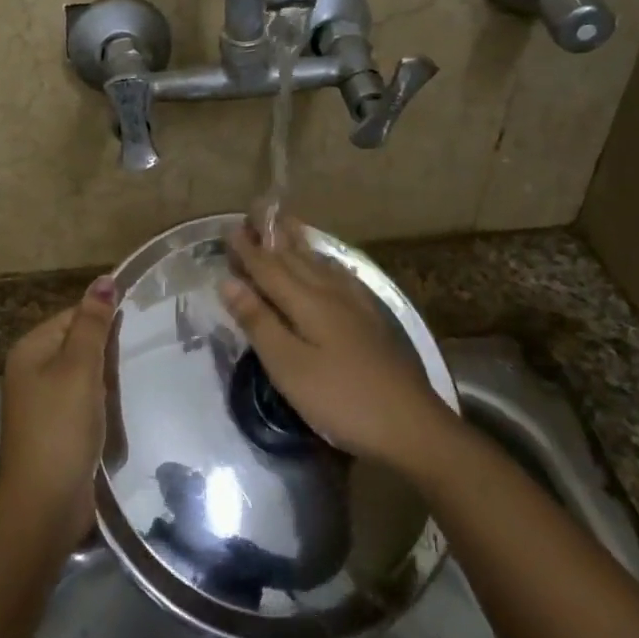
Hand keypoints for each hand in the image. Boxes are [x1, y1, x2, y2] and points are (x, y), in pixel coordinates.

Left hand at [0, 276, 119, 542]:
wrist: (46, 502)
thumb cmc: (62, 426)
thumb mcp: (80, 367)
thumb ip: (93, 323)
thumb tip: (105, 279)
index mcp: (31, 349)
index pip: (73, 316)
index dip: (103, 319)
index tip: (137, 325)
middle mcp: (31, 371)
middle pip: (78, 344)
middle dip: (107, 350)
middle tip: (140, 352)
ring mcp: (43, 402)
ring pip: (84, 374)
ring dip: (107, 378)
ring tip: (135, 378)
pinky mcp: (57, 428)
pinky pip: (84, 401)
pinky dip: (102, 402)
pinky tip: (121, 407)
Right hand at [223, 217, 452, 470]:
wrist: (410, 424)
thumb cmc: (340, 399)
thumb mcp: (288, 366)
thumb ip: (258, 322)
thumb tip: (228, 281)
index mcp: (307, 302)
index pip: (269, 268)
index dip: (248, 250)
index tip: (229, 226)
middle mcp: (331, 293)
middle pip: (295, 259)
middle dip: (272, 238)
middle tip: (255, 213)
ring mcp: (355, 306)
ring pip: (320, 264)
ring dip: (299, 243)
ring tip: (287, 224)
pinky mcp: (372, 320)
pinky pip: (341, 277)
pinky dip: (325, 264)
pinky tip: (329, 267)